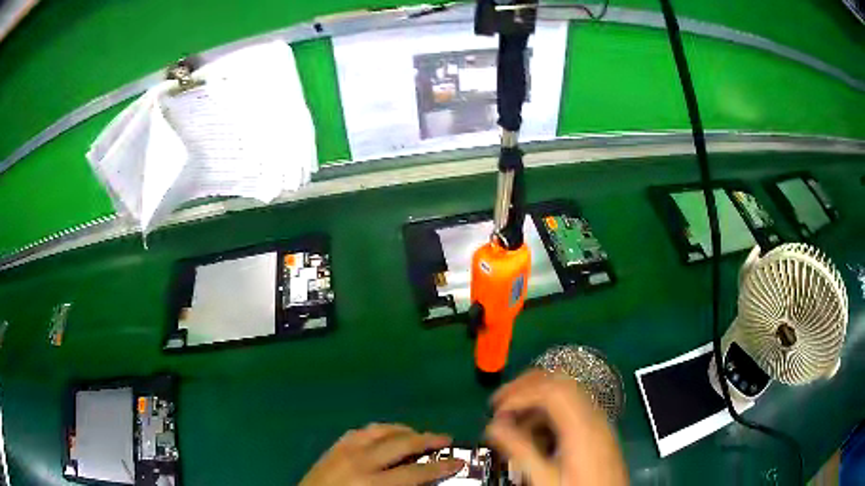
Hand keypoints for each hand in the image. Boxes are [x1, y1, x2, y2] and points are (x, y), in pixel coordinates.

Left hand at [299, 423, 465, 485]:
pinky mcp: (332, 447)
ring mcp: (343, 451)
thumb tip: (424, 482)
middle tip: (445, 440)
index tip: (460, 462)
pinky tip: (385, 434)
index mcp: (372, 483)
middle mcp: (359, 461)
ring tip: (417, 434)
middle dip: (427, 440)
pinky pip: (359, 431)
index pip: (416, 472)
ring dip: (402, 430)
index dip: (441, 467)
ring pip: (380, 430)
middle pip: (401, 443)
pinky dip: (378, 430)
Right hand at [485, 370, 627, 485]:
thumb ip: (519, 450)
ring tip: (513, 419)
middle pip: (560, 381)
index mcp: (582, 425)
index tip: (497, 409)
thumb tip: (493, 427)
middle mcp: (593, 415)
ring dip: (537, 398)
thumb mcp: (545, 477)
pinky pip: (572, 407)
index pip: (550, 390)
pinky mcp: (598, 430)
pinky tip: (534, 431)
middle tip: (501, 403)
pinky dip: (549, 410)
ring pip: (566, 392)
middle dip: (526, 387)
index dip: (520, 393)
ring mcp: (598, 421)